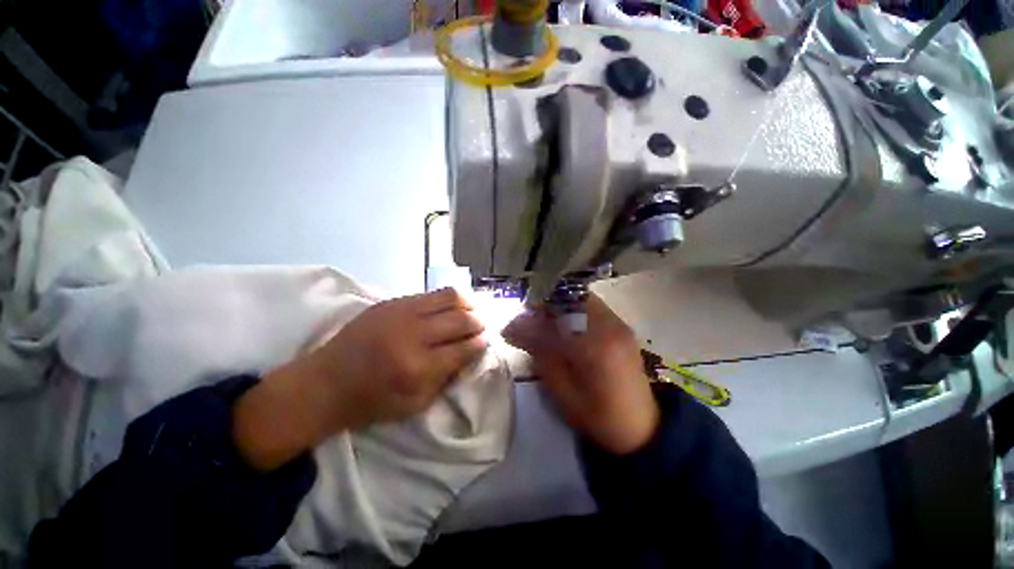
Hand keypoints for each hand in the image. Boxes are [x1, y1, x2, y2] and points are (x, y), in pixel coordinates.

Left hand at [233, 288, 486, 470]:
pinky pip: (431, 293)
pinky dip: (449, 297)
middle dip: (479, 322)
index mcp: (419, 368)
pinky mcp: (392, 302)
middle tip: (482, 325)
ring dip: (469, 303)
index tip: (486, 340)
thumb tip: (469, 353)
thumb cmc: (371, 401)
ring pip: (450, 297)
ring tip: (474, 309)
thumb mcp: (415, 405)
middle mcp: (414, 336)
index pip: (465, 348)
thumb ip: (446, 378)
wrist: (325, 383)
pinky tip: (454, 304)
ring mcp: (402, 313)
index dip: (481, 342)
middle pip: (462, 319)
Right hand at [503, 294, 658, 454]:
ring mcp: (620, 324)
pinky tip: (566, 328)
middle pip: (571, 298)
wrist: (641, 427)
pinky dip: (574, 311)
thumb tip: (515, 328)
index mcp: (596, 345)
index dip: (530, 317)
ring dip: (560, 307)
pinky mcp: (623, 327)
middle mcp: (611, 326)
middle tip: (529, 322)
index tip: (512, 326)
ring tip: (545, 325)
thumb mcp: (562, 391)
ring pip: (582, 299)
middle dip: (545, 305)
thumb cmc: (598, 415)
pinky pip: (593, 307)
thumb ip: (541, 354)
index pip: (555, 317)